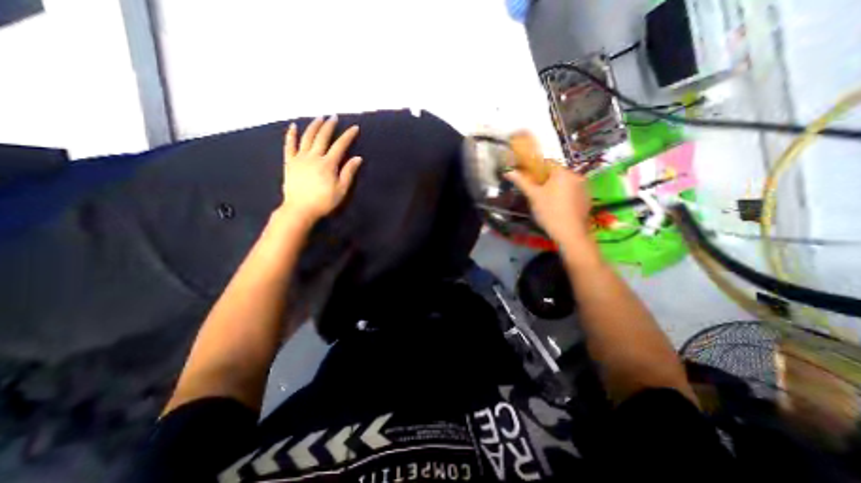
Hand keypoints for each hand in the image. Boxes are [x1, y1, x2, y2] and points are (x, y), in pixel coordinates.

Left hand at [280, 116, 361, 222]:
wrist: (300, 209)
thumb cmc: (324, 201)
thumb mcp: (341, 189)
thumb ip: (349, 172)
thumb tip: (358, 158)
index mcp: (328, 164)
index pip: (340, 145)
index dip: (348, 136)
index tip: (354, 128)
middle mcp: (314, 156)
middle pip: (322, 137)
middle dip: (329, 125)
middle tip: (334, 117)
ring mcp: (300, 158)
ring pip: (307, 137)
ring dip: (314, 126)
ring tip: (319, 117)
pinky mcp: (289, 162)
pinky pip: (289, 145)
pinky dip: (291, 135)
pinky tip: (293, 126)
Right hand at [506, 166, 592, 249]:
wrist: (570, 233)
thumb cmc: (549, 211)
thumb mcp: (533, 196)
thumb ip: (522, 182)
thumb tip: (508, 172)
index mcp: (563, 172)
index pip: (547, 163)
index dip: (535, 170)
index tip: (528, 180)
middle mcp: (576, 176)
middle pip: (556, 174)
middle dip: (545, 181)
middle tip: (536, 194)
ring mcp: (584, 188)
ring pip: (565, 183)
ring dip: (555, 189)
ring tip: (546, 202)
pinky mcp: (587, 199)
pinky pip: (572, 192)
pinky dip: (564, 196)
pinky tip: (558, 208)